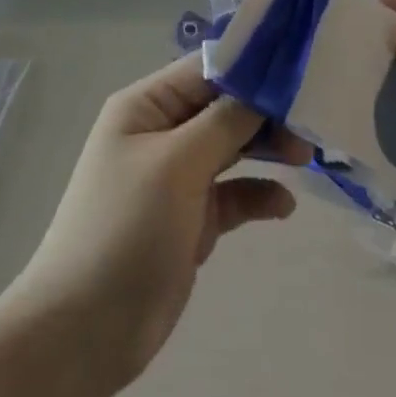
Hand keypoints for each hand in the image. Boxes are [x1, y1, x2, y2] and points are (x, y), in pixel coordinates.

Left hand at [9, 55, 308, 391]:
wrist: (85, 330)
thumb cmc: (125, 228)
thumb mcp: (176, 164)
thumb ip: (224, 122)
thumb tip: (264, 89)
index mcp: (145, 106)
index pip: (205, 69)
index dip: (251, 66)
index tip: (300, 72)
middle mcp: (162, 133)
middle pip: (223, 106)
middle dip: (265, 111)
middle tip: (310, 125)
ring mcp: (177, 177)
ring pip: (232, 147)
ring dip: (267, 148)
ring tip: (305, 159)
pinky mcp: (191, 219)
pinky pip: (234, 193)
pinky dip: (258, 193)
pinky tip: (282, 206)